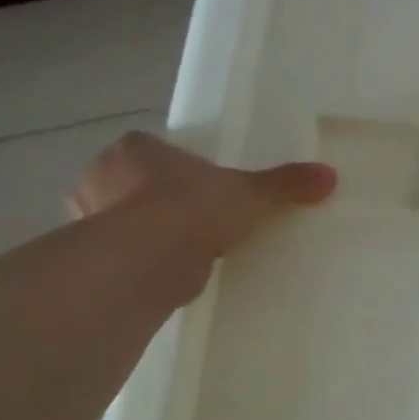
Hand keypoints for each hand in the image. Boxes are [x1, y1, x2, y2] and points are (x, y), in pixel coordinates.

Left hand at [69, 132, 336, 302]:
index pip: (146, 147)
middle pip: (130, 183)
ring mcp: (89, 223)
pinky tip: (176, 272)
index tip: (196, 178)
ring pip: (124, 221)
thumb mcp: (250, 192)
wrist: (148, 262)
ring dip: (149, 232)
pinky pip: (127, 257)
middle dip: (155, 197)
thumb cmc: (190, 207)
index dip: (170, 161)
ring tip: (189, 246)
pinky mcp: (96, 263)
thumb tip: (330, 176)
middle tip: (194, 212)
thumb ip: (285, 183)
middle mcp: (99, 180)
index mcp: (132, 150)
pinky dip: (147, 263)